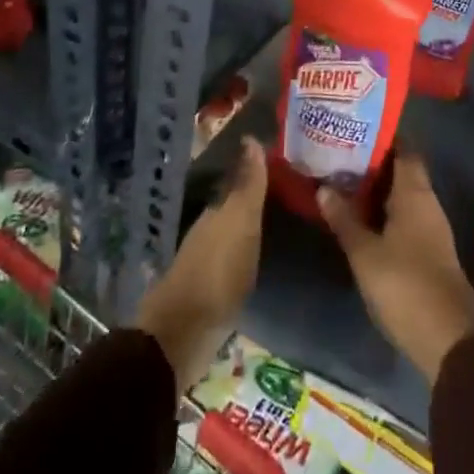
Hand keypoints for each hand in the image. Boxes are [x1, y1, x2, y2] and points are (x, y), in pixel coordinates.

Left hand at [136, 139, 267, 391]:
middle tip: (290, 188)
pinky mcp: (210, 290)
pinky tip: (261, 253)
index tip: (285, 162)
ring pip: (234, 231)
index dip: (260, 171)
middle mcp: (209, 230)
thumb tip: (252, 137)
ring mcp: (207, 261)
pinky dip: (248, 249)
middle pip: (236, 206)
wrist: (183, 335)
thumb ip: (248, 186)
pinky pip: (234, 257)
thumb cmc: (216, 273)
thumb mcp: (239, 225)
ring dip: (252, 223)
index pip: (241, 181)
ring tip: (282, 218)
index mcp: (217, 212)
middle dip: (258, 196)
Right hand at [319, 149, 473, 385]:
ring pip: (401, 196)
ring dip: (376, 190)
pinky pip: (403, 218)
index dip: (382, 138)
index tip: (355, 130)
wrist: (447, 337)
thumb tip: (324, 188)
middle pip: (401, 172)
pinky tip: (360, 219)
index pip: (404, 150)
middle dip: (373, 164)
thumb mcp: (365, 252)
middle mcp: (427, 204)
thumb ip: (344, 219)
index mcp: (415, 193)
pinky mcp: (428, 252)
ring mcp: (430, 229)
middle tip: (338, 156)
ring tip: (342, 183)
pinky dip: (383, 213)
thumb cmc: (404, 284)